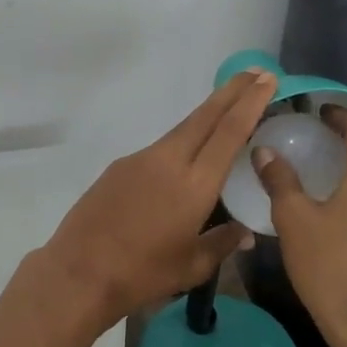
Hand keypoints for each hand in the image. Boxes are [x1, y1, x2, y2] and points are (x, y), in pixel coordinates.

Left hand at [35, 68, 278, 325]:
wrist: (79, 272)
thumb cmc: (142, 274)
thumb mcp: (191, 267)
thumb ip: (222, 244)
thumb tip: (245, 234)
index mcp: (195, 184)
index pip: (229, 132)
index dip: (250, 103)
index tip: (267, 80)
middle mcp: (169, 161)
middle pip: (206, 116)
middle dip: (232, 91)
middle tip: (255, 73)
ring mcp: (140, 159)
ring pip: (182, 129)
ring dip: (207, 116)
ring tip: (227, 110)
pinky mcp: (120, 166)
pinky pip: (159, 148)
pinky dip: (181, 143)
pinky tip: (183, 161)